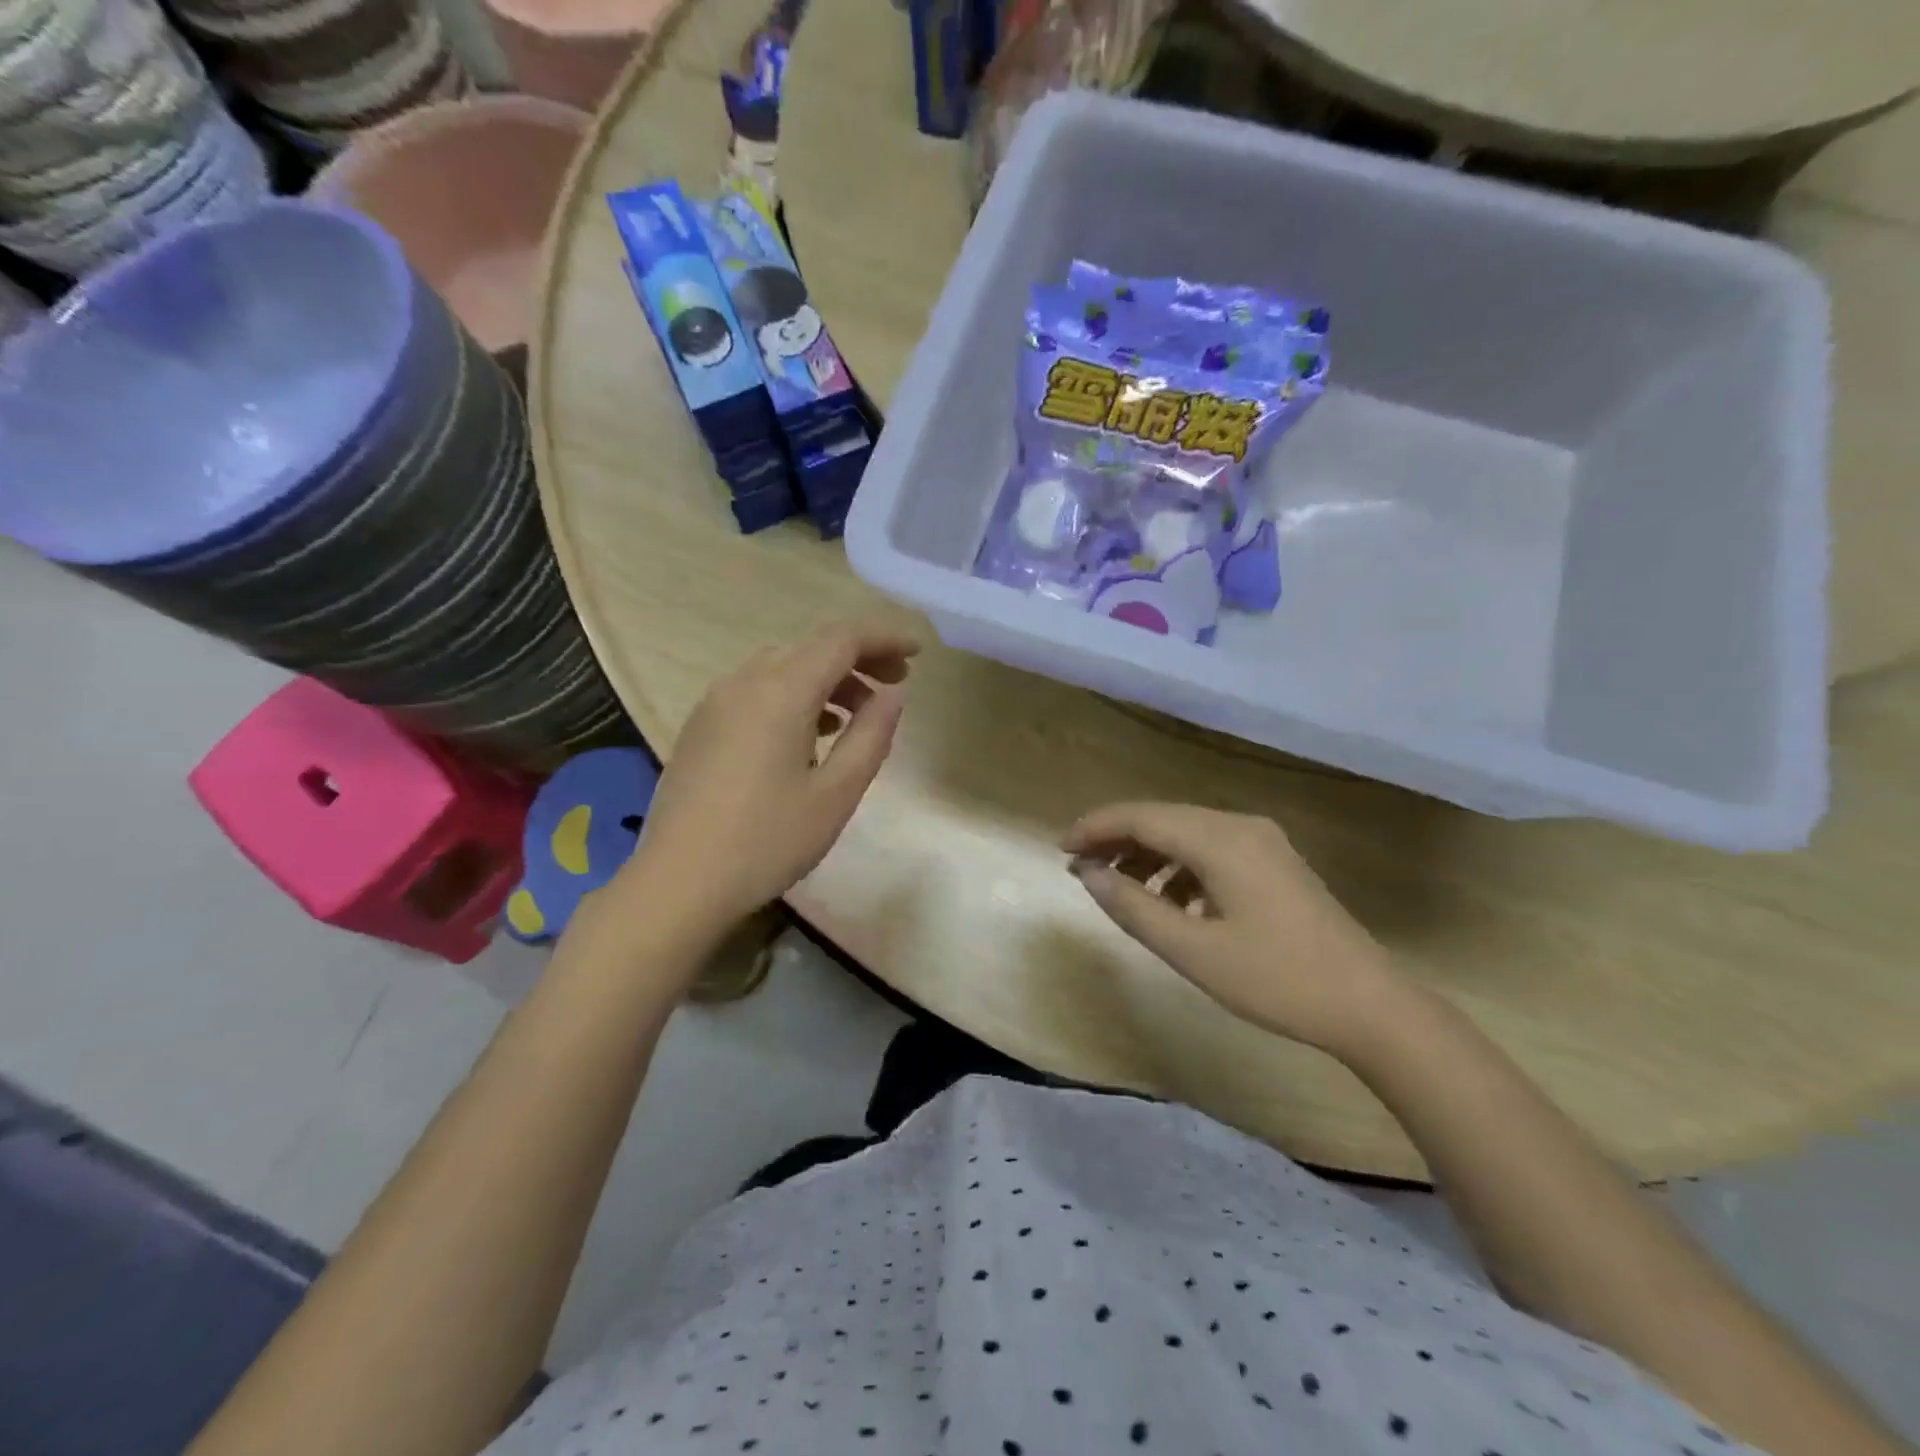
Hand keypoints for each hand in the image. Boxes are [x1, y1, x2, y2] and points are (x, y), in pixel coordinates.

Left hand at [619, 622, 918, 938]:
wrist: (678, 882)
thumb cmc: (767, 840)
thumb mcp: (836, 793)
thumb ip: (871, 736)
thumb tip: (891, 696)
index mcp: (782, 691)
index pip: (842, 639)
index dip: (884, 637)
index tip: (918, 653)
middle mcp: (745, 682)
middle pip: (811, 647)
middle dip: (859, 657)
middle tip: (895, 684)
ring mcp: (716, 703)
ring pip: (783, 667)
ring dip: (827, 678)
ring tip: (858, 714)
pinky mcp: (702, 726)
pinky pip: (757, 690)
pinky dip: (795, 695)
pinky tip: (810, 734)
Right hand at [1062, 802, 1407, 1057]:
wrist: (1370, 1005)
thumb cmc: (1277, 980)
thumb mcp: (1193, 951)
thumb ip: (1133, 907)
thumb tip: (1087, 874)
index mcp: (1221, 840)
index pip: (1141, 817)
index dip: (1095, 828)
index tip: (1060, 850)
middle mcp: (1240, 826)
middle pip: (1162, 817)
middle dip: (1116, 838)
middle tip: (1079, 867)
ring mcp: (1262, 841)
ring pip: (1186, 832)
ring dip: (1147, 853)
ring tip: (1118, 888)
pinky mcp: (1273, 861)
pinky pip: (1210, 849)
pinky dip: (1179, 867)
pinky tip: (1170, 903)